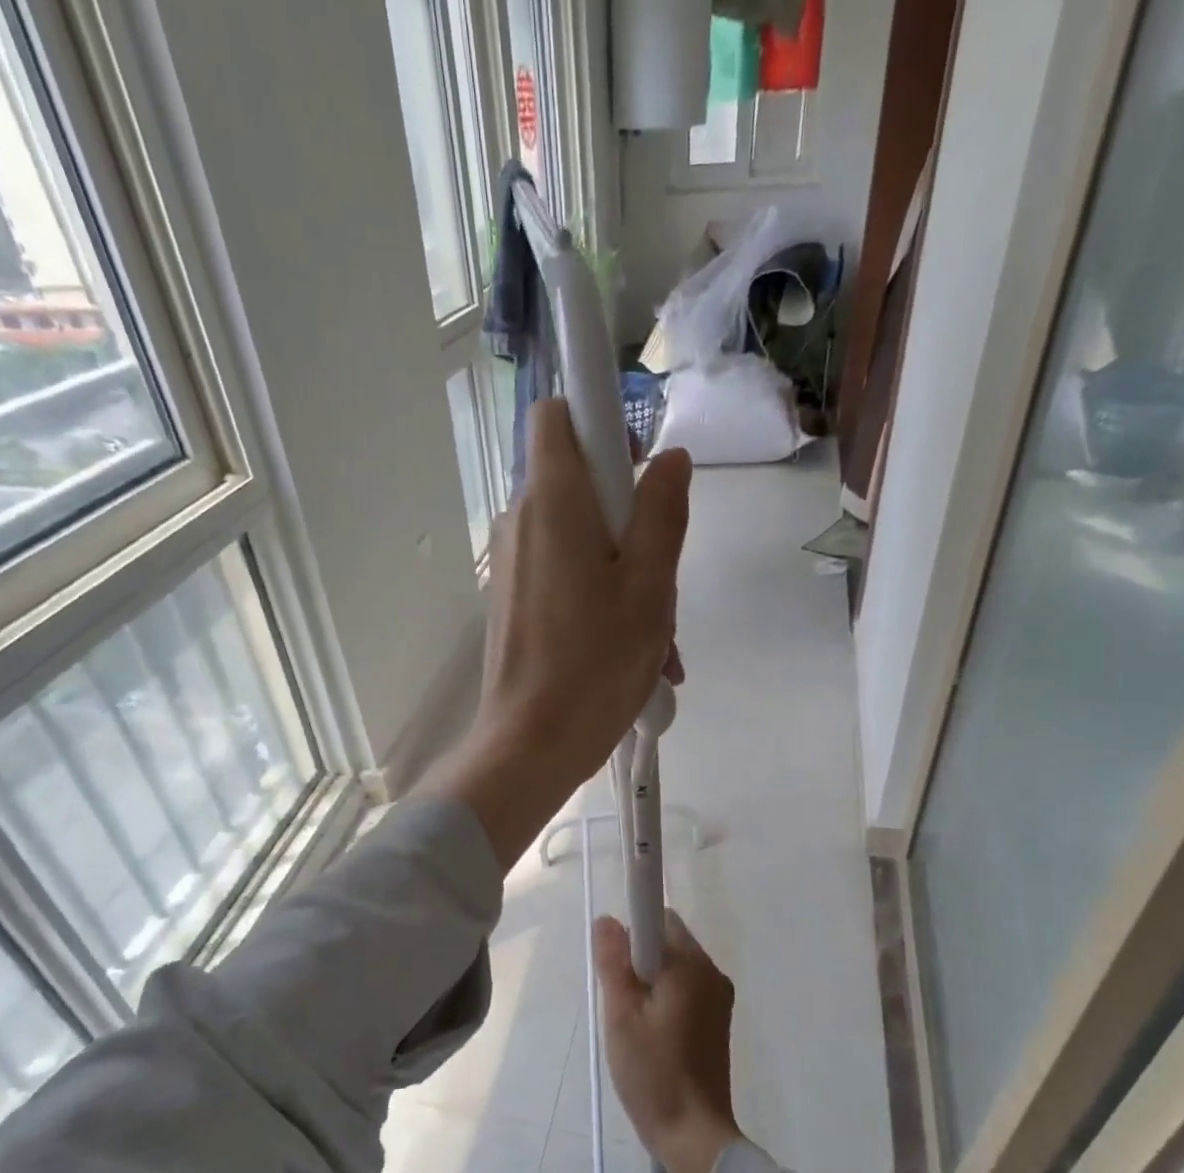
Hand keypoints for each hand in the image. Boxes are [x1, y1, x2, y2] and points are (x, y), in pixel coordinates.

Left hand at [422, 400, 690, 868]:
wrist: (531, 746)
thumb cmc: (595, 664)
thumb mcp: (649, 587)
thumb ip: (661, 512)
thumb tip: (668, 460)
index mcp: (553, 502)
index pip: (559, 415)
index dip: (601, 423)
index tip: (637, 468)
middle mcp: (522, 521)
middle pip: (579, 483)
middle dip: (630, 517)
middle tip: (663, 578)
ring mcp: (515, 565)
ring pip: (580, 538)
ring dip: (626, 572)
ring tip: (659, 639)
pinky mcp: (515, 601)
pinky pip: (565, 577)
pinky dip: (601, 598)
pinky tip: (634, 654)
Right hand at [594, 912, 740, 1172]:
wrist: (694, 1135)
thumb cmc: (653, 1073)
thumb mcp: (621, 1016)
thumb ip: (613, 962)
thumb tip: (607, 919)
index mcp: (690, 966)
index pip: (659, 917)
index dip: (633, 930)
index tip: (616, 962)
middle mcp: (711, 972)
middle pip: (668, 941)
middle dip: (639, 959)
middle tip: (620, 1001)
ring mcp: (718, 996)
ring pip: (675, 966)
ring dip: (651, 980)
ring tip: (634, 1023)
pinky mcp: (718, 1018)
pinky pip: (686, 988)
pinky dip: (665, 997)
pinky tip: (652, 1034)